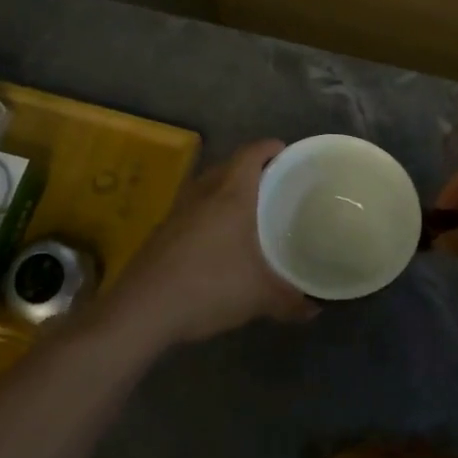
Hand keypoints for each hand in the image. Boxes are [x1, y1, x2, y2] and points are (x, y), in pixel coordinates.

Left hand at [110, 140, 315, 344]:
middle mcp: (202, 193)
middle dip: (252, 169)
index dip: (270, 148)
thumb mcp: (259, 297)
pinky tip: (218, 240)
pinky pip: (193, 207)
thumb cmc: (209, 287)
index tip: (287, 154)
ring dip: (227, 190)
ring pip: (207, 186)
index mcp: (230, 194)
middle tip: (275, 184)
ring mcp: (177, 210)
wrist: (143, 309)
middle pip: (228, 165)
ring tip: (249, 210)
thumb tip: (314, 309)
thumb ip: (290, 301)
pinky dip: (209, 212)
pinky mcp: (162, 230)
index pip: (251, 153)